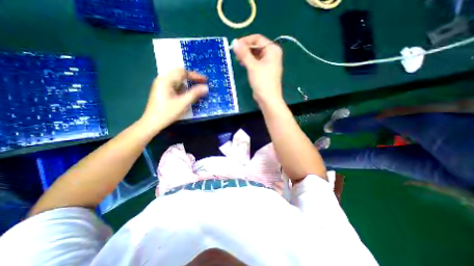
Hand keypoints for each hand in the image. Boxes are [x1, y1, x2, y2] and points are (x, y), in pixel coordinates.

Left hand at [140, 67, 206, 130]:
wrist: (152, 123)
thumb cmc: (167, 113)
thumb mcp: (182, 103)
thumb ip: (194, 94)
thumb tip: (206, 87)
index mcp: (166, 80)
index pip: (183, 72)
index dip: (195, 75)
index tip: (205, 80)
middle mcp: (163, 80)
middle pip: (180, 74)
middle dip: (192, 78)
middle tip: (202, 83)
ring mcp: (162, 85)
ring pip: (178, 80)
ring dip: (188, 84)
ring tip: (197, 89)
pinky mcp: (163, 91)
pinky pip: (175, 86)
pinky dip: (183, 88)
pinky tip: (187, 95)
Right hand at [233, 34, 280, 105]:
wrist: (268, 99)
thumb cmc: (262, 81)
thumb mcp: (252, 66)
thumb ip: (244, 53)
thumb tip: (234, 42)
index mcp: (273, 50)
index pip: (258, 39)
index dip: (246, 41)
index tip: (235, 45)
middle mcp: (272, 54)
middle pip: (257, 46)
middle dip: (246, 49)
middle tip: (235, 53)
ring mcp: (269, 63)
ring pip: (256, 55)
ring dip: (246, 56)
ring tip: (238, 59)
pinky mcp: (265, 71)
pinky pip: (256, 62)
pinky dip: (249, 62)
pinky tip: (243, 64)